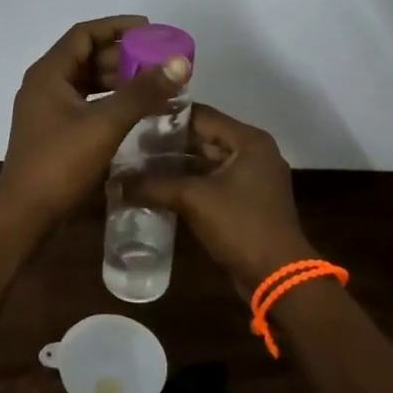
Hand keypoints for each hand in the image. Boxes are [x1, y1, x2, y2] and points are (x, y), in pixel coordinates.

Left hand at [0, 16, 192, 223]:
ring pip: (87, 82)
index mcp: (49, 73)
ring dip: (119, 80)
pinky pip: (86, 103)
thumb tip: (179, 62)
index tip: (150, 29)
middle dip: (123, 56)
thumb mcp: (105, 124)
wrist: (25, 215)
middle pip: (87, 56)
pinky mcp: (54, 131)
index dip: (117, 27)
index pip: (84, 34)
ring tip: (154, 85)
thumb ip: (142, 92)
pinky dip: (110, 101)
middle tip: (159, 61)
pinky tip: (135, 111)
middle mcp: (45, 84)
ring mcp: (47, 109)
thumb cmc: (60, 163)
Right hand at [129, 104, 316, 292]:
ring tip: (137, 166)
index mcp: (248, 140)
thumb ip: (153, 185)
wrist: (278, 277)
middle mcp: (253, 151)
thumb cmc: (241, 226)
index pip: (199, 115)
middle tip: (129, 146)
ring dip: (175, 165)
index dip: (165, 117)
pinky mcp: (246, 200)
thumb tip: (114, 183)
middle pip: (203, 137)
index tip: (133, 120)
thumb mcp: (193, 200)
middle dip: (167, 144)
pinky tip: (158, 188)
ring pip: (206, 161)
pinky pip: (212, 182)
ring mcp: (252, 177)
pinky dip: (188, 183)